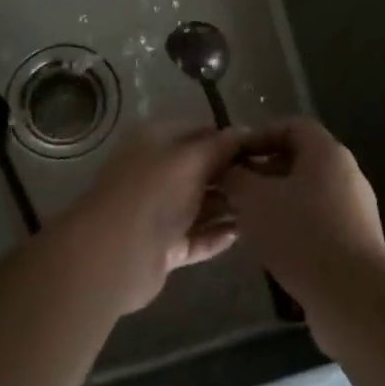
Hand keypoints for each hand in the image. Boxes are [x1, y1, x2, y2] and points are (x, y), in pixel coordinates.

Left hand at [57, 125, 246, 314]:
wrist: (116, 254)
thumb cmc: (154, 192)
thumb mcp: (191, 159)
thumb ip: (219, 146)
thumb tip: (243, 131)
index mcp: (156, 142)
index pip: (198, 132)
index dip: (227, 138)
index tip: (260, 147)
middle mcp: (156, 172)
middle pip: (200, 169)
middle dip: (231, 174)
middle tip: (268, 181)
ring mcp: (158, 212)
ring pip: (199, 205)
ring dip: (227, 206)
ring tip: (264, 208)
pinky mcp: (163, 247)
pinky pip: (196, 237)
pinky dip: (216, 235)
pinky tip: (242, 233)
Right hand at [219, 118, 384, 330]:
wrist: (352, 298)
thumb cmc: (301, 234)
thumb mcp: (254, 200)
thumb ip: (235, 178)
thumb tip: (226, 169)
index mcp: (327, 152)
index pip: (291, 126)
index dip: (259, 136)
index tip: (233, 157)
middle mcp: (346, 174)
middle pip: (298, 160)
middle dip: (262, 173)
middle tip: (233, 191)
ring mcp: (354, 210)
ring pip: (305, 194)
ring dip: (274, 203)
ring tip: (245, 221)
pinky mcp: (354, 243)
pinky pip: (316, 222)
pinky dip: (291, 227)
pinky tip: (270, 248)